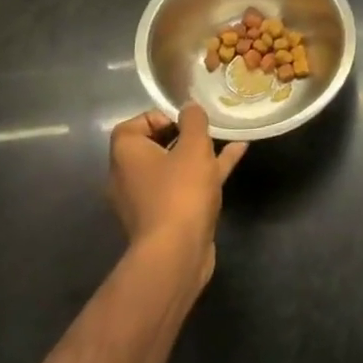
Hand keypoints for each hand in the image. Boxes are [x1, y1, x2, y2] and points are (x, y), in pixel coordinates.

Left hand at [108, 105, 246, 288]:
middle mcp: (129, 177)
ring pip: (173, 168)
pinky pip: (184, 186)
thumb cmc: (180, 191)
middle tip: (204, 130)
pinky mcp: (165, 218)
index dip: (157, 117)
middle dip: (181, 135)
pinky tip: (236, 155)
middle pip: (153, 147)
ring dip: (197, 153)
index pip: (131, 126)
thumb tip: (189, 108)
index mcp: (126, 156)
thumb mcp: (193, 146)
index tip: (183, 121)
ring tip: (226, 138)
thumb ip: (193, 121)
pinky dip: (206, 172)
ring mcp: (147, 201)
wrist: (177, 254)